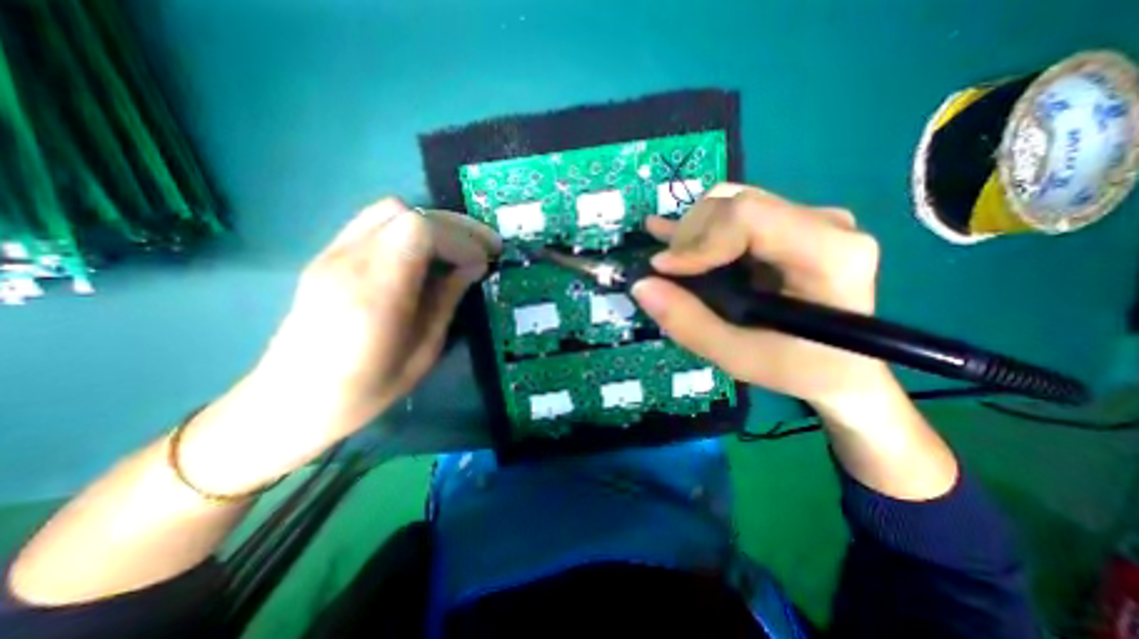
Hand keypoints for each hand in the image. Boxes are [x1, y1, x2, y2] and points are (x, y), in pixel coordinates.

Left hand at [253, 197, 502, 440]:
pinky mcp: (329, 256)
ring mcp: (332, 254)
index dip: (459, 239)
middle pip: (406, 212)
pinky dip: (410, 229)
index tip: (484, 261)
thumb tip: (475, 265)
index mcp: (375, 291)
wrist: (292, 400)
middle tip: (484, 247)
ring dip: (432, 224)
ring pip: (389, 210)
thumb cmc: (367, 387)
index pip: (419, 230)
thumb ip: (448, 299)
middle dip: (454, 226)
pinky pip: (375, 223)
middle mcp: (349, 260)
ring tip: (458, 248)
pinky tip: (425, 254)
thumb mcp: (423, 351)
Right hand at [632, 182, 888, 412]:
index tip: (663, 270)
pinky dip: (699, 226)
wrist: (840, 368)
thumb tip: (641, 285)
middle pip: (734, 203)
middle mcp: (824, 223)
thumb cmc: (797, 368)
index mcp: (830, 254)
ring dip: (690, 234)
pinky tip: (666, 232)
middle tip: (669, 276)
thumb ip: (688, 323)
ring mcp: (807, 219)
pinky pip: (735, 212)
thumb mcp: (737, 356)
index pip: (748, 216)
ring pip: (728, 203)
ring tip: (671, 263)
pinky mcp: (788, 225)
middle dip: (689, 238)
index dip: (697, 240)